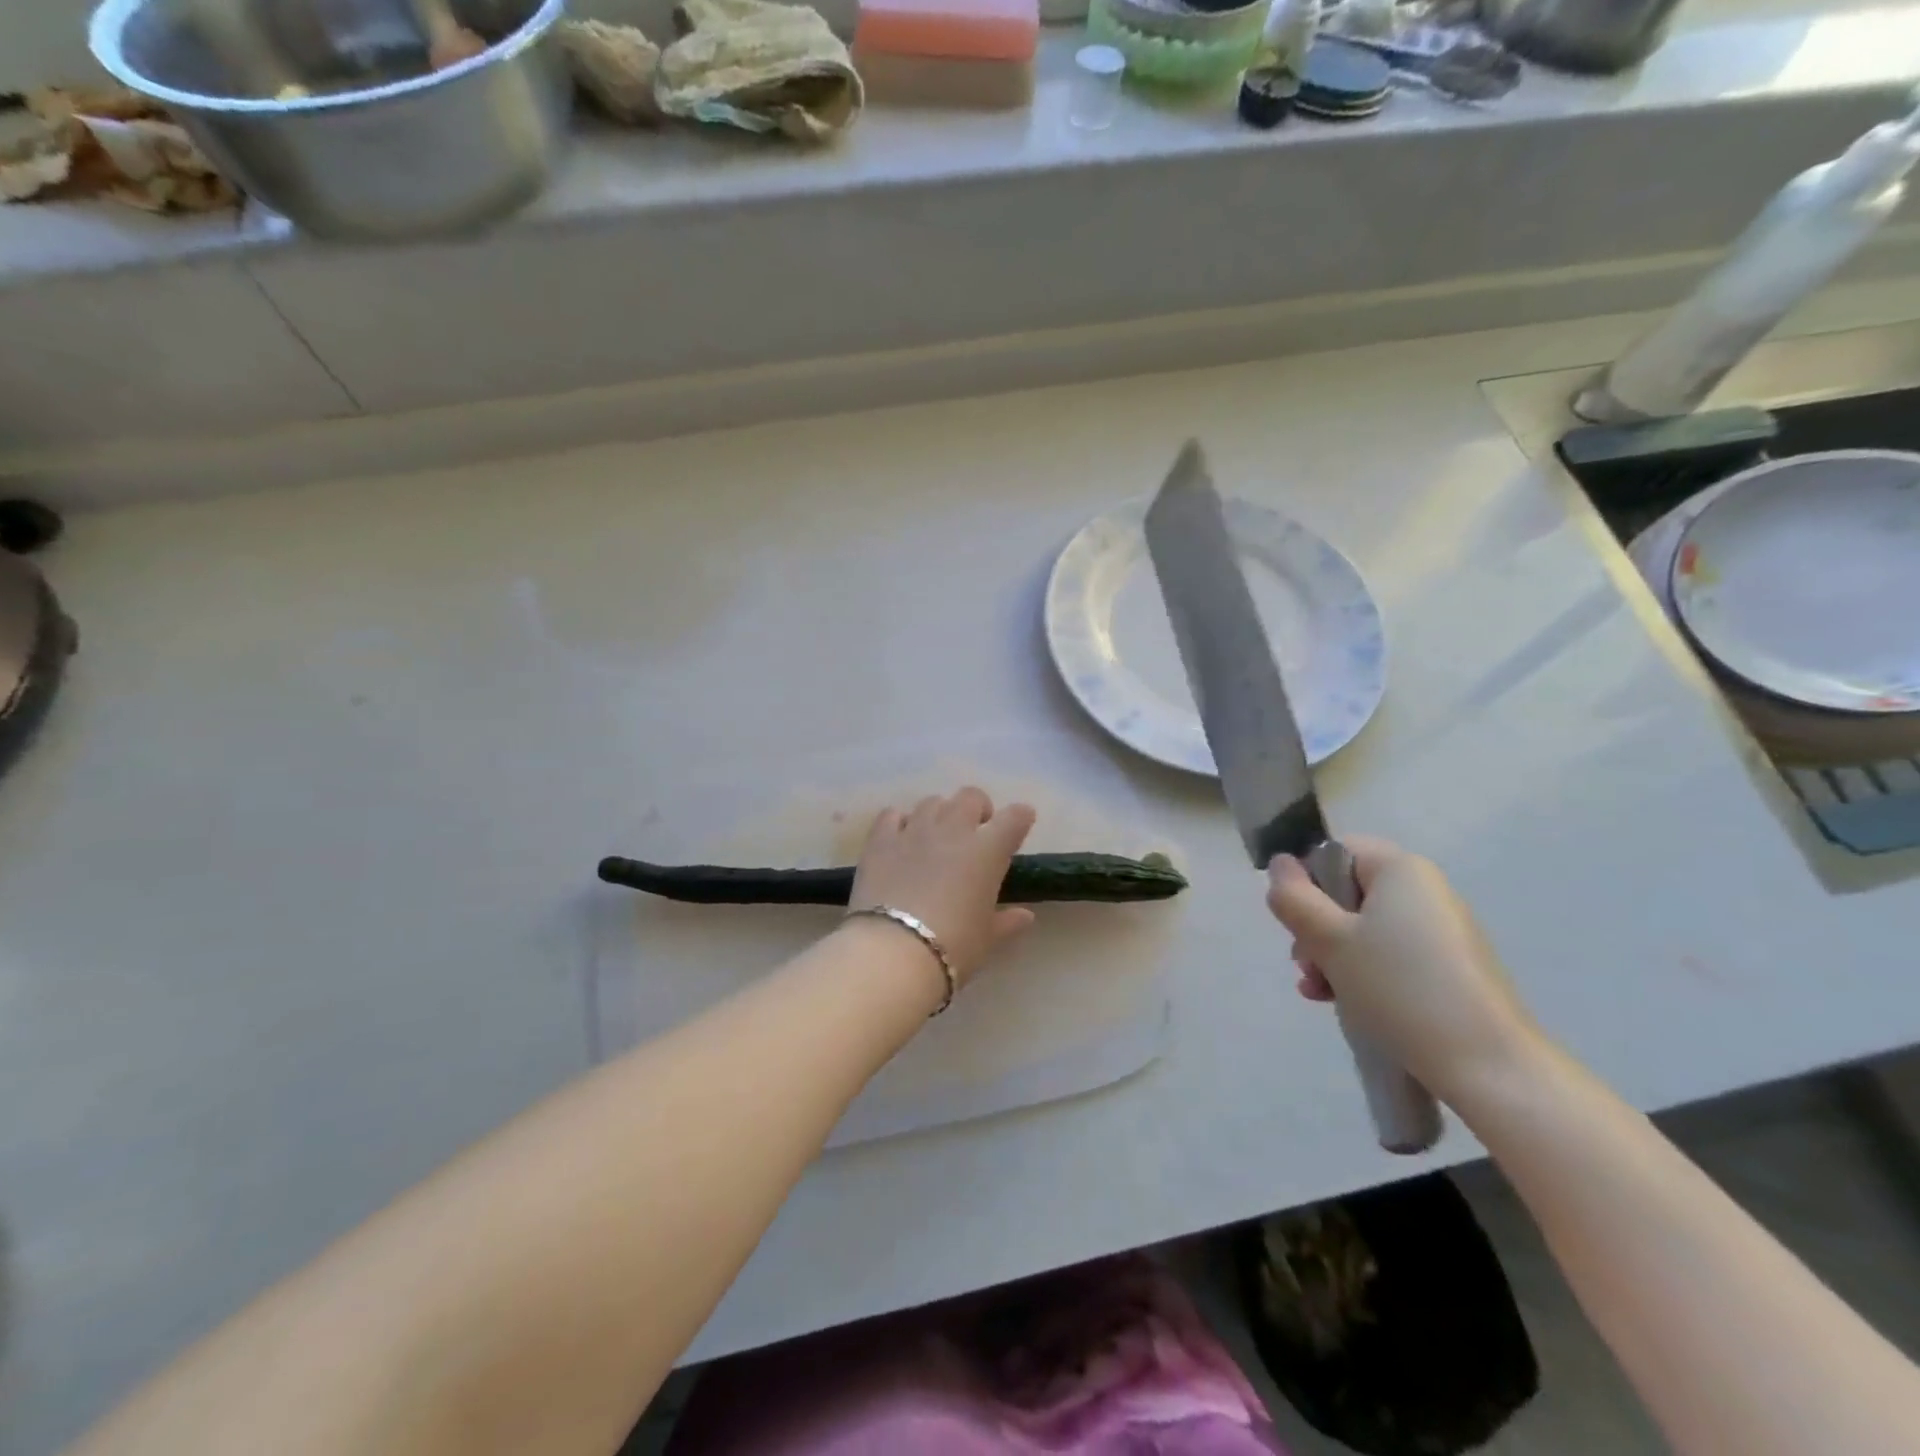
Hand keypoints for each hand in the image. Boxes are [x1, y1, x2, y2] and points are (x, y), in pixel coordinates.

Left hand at [848, 788, 1036, 987]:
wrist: (893, 952)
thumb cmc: (953, 947)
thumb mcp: (987, 939)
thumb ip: (1007, 922)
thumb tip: (1025, 916)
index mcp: (988, 851)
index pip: (1015, 817)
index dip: (1020, 817)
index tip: (1020, 824)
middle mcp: (953, 830)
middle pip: (970, 797)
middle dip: (977, 808)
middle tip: (975, 830)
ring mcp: (914, 830)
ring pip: (932, 802)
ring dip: (940, 814)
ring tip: (936, 836)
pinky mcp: (880, 840)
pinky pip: (892, 815)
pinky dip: (899, 822)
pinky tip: (900, 839)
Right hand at [1267, 837, 1541, 1102]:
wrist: (1490, 1068)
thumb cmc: (1400, 989)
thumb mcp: (1329, 940)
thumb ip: (1294, 898)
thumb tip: (1281, 865)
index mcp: (1401, 870)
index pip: (1335, 852)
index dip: (1306, 882)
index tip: (1297, 923)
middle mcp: (1426, 891)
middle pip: (1347, 893)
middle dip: (1316, 928)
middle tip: (1304, 965)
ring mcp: (1442, 932)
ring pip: (1364, 929)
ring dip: (1332, 956)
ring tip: (1319, 992)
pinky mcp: (1451, 969)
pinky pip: (1391, 956)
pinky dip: (1363, 973)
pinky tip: (1344, 1004)